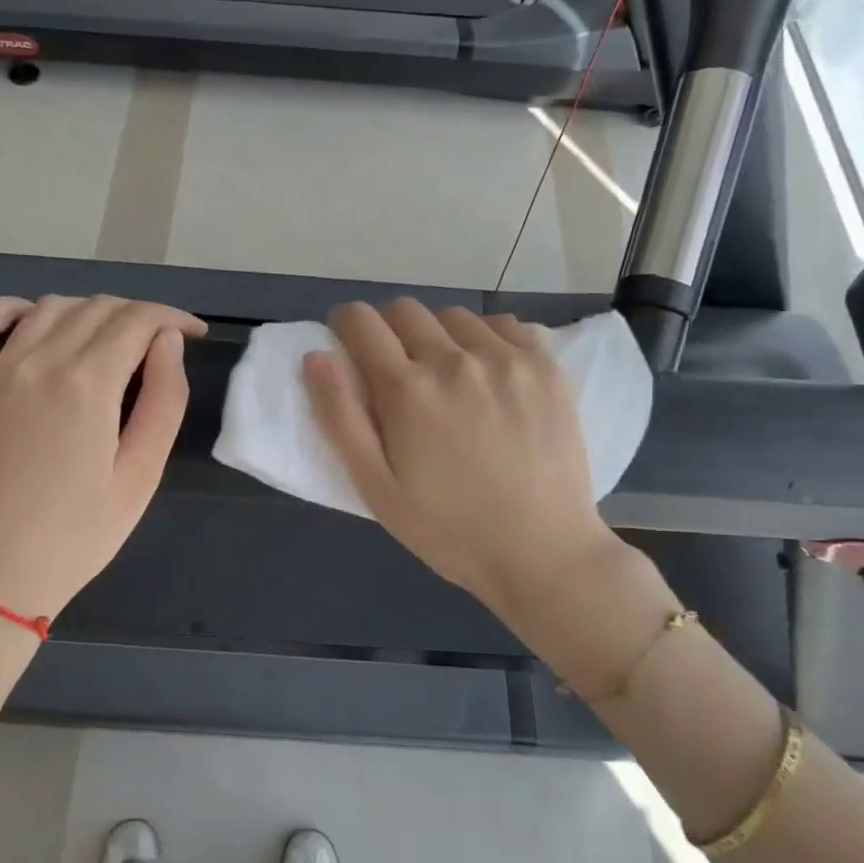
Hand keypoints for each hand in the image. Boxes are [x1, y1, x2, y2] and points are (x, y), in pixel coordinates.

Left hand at [0, 295, 206, 621]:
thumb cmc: (79, 536)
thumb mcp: (142, 476)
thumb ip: (164, 401)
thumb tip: (168, 342)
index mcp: (87, 385)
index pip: (138, 320)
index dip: (174, 318)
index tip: (196, 333)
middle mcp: (38, 362)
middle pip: (97, 308)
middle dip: (140, 316)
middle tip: (162, 347)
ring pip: (49, 308)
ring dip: (90, 312)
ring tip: (113, 342)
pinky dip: (10, 309)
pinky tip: (33, 320)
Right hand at [303, 299, 622, 619]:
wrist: (542, 552)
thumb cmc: (449, 530)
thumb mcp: (377, 489)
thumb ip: (340, 419)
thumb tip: (317, 356)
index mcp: (407, 390)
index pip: (361, 321)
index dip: (346, 328)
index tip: (351, 350)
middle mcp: (455, 359)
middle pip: (406, 310)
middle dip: (390, 332)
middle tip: (399, 374)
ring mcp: (507, 358)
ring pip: (454, 316)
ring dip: (439, 336)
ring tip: (450, 378)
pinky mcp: (546, 366)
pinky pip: (505, 325)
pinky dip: (487, 339)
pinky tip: (492, 376)